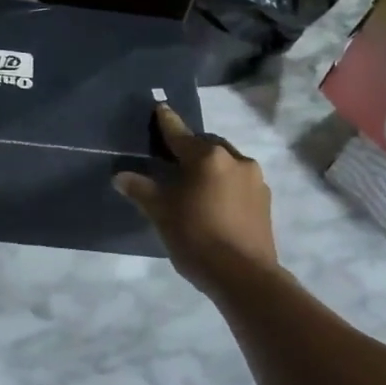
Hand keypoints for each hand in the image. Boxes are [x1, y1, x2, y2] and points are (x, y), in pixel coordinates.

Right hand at [114, 105, 278, 293]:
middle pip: (207, 146)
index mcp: (207, 158)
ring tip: (194, 183)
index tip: (161, 108)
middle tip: (173, 158)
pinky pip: (239, 183)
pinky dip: (224, 185)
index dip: (167, 122)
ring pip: (226, 163)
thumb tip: (120, 176)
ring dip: (210, 167)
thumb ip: (142, 190)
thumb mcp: (162, 213)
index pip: (180, 134)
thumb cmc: (196, 238)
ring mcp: (255, 180)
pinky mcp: (265, 201)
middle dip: (191, 148)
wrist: (244, 276)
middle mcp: (235, 160)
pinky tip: (214, 202)